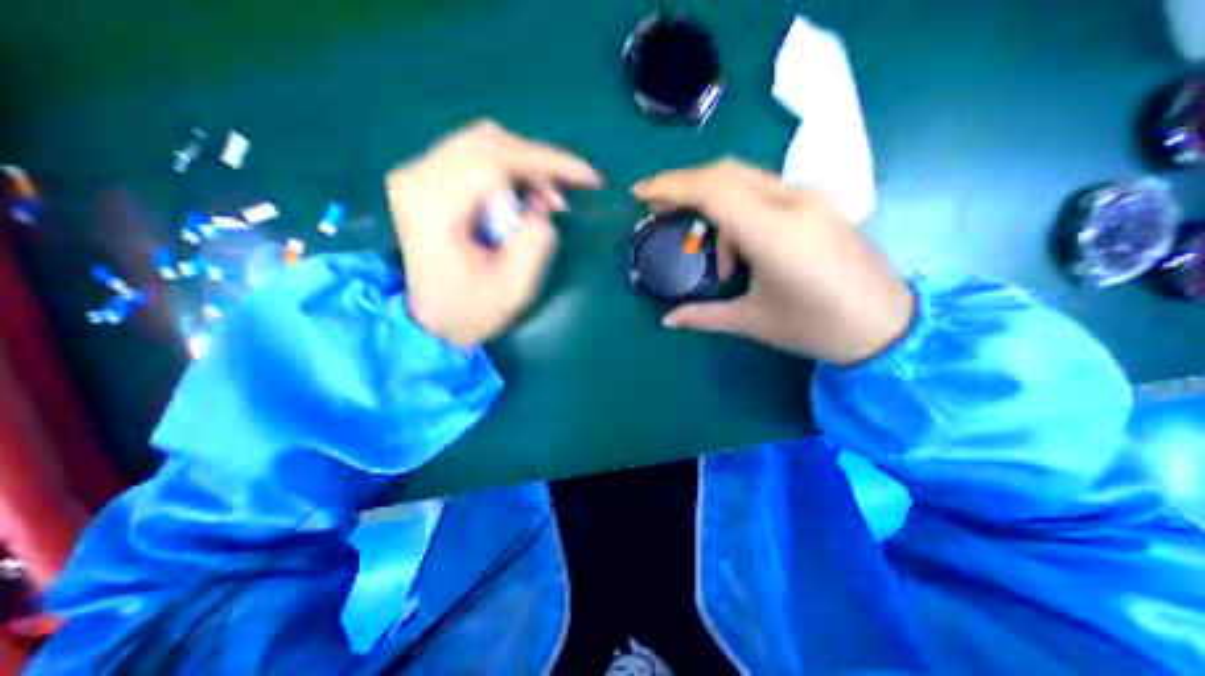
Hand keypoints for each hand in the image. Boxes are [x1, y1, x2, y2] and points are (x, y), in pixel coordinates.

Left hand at [389, 119, 599, 346]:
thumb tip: (543, 204)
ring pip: (483, 143)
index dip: (549, 162)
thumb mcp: (515, 286)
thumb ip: (536, 239)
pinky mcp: (424, 180)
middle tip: (567, 194)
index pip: (497, 159)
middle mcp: (418, 177)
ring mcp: (417, 175)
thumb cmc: (471, 311)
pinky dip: (508, 170)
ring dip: (525, 165)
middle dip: (540, 162)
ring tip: (547, 199)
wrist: (430, 321)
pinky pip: (474, 156)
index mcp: (435, 205)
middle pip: (489, 141)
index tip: (588, 178)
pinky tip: (523, 196)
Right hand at [635, 157, 909, 363]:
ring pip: (744, 179)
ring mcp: (810, 198)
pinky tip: (742, 251)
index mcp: (774, 233)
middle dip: (684, 184)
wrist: (887, 327)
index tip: (640, 195)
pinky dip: (738, 211)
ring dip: (714, 205)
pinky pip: (764, 191)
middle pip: (726, 172)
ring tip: (713, 257)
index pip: (713, 190)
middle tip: (659, 208)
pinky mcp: (818, 203)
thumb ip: (703, 316)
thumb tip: (666, 320)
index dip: (671, 186)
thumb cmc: (816, 328)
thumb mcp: (752, 322)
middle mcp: (793, 203)